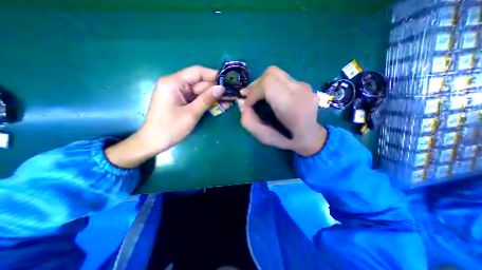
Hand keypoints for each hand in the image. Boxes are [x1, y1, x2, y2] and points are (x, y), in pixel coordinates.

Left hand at [105, 65, 223, 166]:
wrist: (154, 143)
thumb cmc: (170, 128)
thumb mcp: (191, 113)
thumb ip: (207, 99)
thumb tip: (222, 88)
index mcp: (174, 83)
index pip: (197, 72)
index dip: (214, 75)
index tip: (228, 81)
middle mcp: (176, 85)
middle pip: (200, 82)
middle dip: (216, 89)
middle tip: (233, 94)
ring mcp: (180, 94)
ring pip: (201, 92)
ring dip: (215, 97)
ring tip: (230, 101)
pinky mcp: (183, 102)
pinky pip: (198, 99)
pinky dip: (208, 103)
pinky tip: (221, 106)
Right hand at [241, 66, 326, 157]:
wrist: (313, 136)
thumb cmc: (290, 141)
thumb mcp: (267, 139)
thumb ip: (251, 124)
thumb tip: (242, 105)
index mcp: (293, 107)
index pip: (269, 85)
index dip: (254, 92)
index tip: (247, 104)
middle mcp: (301, 92)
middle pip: (272, 74)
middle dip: (255, 85)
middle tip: (247, 96)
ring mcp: (305, 86)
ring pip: (276, 73)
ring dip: (261, 82)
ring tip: (254, 94)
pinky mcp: (304, 85)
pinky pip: (282, 78)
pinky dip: (270, 84)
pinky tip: (267, 94)